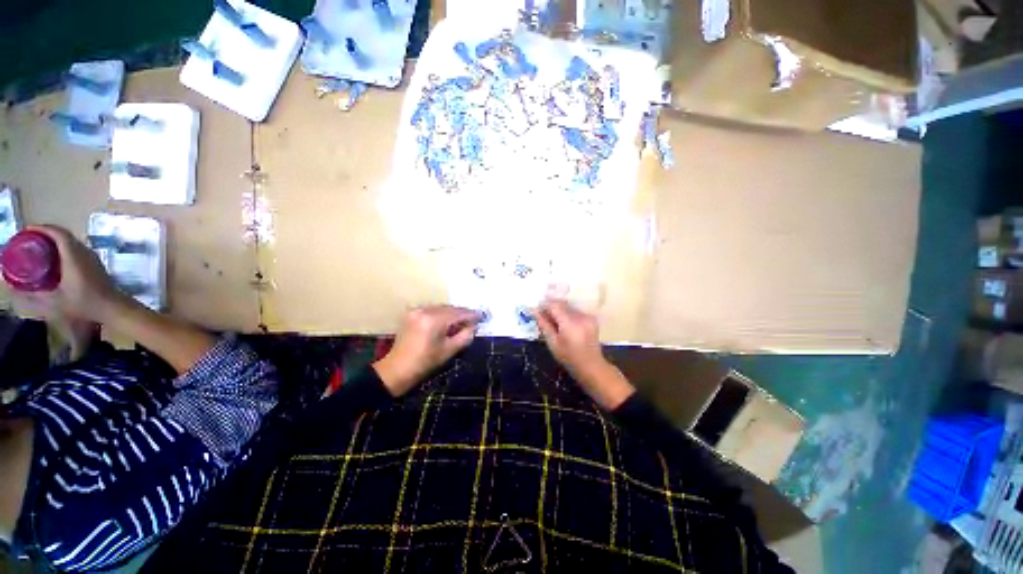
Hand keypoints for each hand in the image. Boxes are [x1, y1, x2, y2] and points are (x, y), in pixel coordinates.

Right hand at [6, 226, 125, 325]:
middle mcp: (85, 252)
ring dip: (55, 240)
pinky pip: (77, 249)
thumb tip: (15, 289)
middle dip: (46, 233)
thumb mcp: (55, 301)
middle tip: (29, 239)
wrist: (113, 308)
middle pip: (64, 235)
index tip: (27, 231)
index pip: (59, 233)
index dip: (42, 228)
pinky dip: (64, 247)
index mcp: (74, 256)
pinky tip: (55, 258)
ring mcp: (92, 257)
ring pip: (72, 241)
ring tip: (39, 246)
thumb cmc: (85, 304)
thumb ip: (34, 295)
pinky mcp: (95, 264)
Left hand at [373, 306, 480, 396]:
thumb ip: (465, 335)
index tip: (483, 316)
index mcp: (434, 320)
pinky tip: (446, 322)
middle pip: (450, 308)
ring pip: (441, 308)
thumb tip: (474, 326)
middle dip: (462, 314)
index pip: (459, 313)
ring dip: (452, 314)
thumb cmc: (425, 363)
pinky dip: (441, 314)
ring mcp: (417, 310)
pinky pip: (432, 310)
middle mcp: (425, 310)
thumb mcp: (450, 350)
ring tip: (461, 322)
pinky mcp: (412, 313)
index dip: (472, 315)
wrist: (397, 369)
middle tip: (473, 320)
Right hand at [535, 299, 634, 409]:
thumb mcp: (553, 343)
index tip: (536, 308)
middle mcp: (580, 316)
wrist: (591, 365)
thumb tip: (534, 311)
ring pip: (569, 306)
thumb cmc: (569, 358)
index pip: (554, 305)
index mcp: (570, 323)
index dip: (544, 304)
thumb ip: (544, 325)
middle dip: (551, 307)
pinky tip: (564, 324)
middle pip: (562, 304)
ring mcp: (587, 316)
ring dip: (559, 310)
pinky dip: (568, 314)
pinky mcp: (591, 318)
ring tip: (553, 321)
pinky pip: (575, 311)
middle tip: (543, 315)